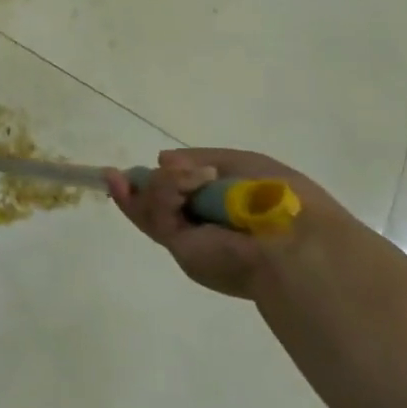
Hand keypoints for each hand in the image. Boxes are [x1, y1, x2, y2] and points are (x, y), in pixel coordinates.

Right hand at [107, 148, 345, 299]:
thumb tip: (162, 160)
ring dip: (163, 185)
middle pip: (154, 205)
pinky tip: (187, 183)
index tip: (144, 165)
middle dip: (134, 188)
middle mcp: (202, 228)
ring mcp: (189, 240)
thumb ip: (199, 159)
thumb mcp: (243, 163)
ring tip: (190, 178)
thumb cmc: (277, 197)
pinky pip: (156, 213)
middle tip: (113, 174)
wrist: (293, 240)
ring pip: (150, 206)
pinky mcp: (179, 248)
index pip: (182, 195)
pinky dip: (166, 191)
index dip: (161, 180)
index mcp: (223, 210)